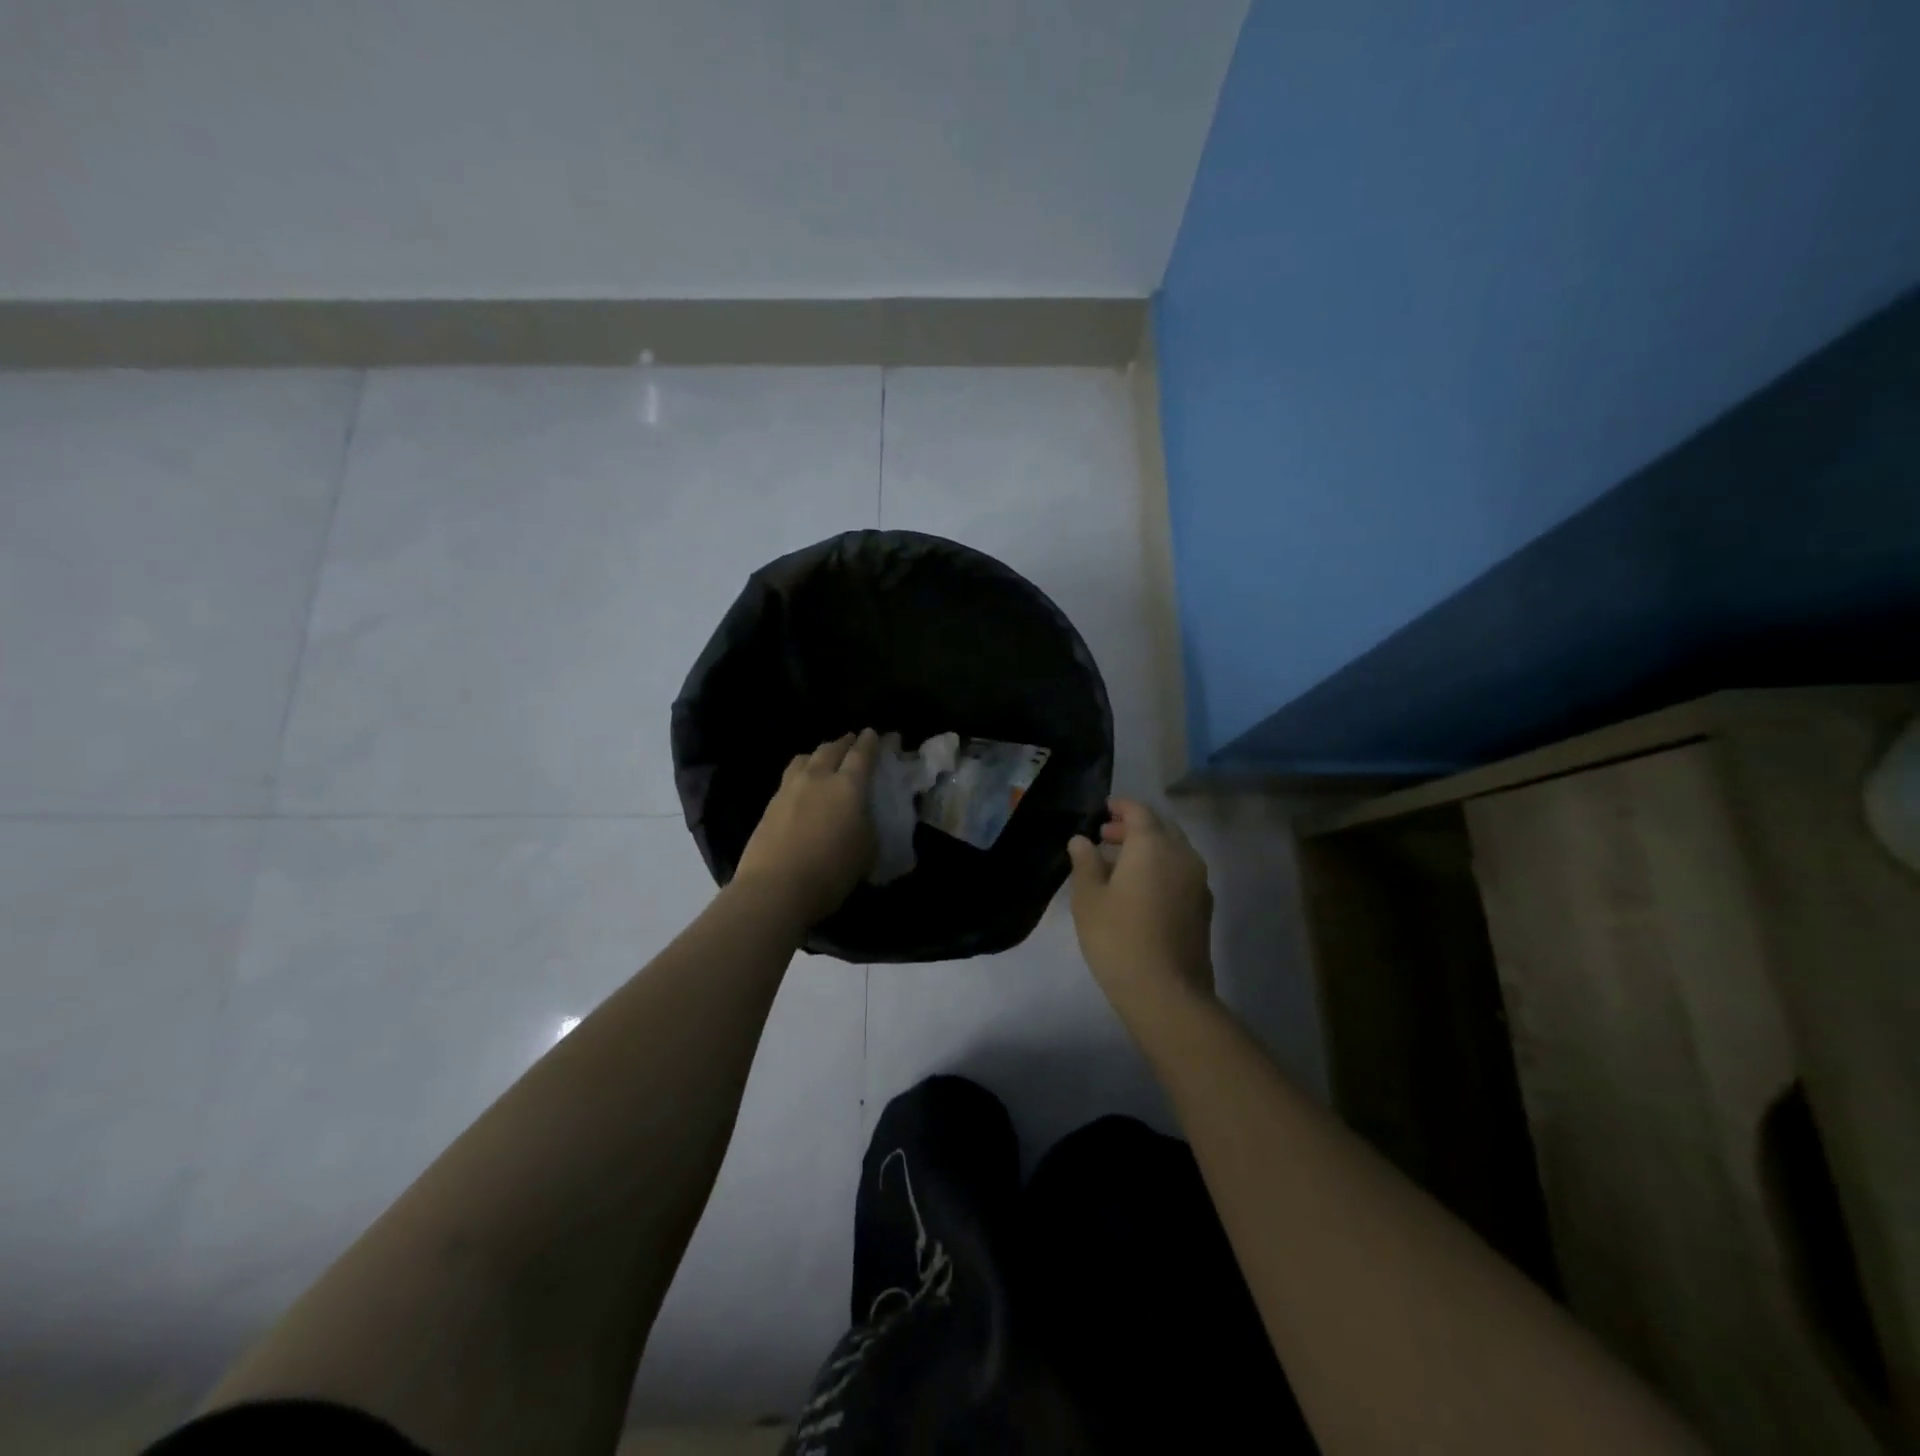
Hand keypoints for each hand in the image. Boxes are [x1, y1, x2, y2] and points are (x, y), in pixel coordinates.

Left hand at [733, 730, 878, 925]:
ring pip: (806, 758)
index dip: (870, 742)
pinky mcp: (770, 804)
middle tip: (852, 741)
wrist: (776, 888)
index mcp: (848, 785)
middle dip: (844, 742)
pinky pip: (790, 777)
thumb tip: (863, 816)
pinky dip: (801, 773)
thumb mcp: (867, 850)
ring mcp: (789, 788)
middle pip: (831, 749)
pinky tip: (803, 784)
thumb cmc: (832, 871)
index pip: (862, 754)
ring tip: (824, 758)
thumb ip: (868, 824)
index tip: (874, 733)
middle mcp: (818, 778)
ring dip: (819, 754)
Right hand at [1066, 797, 1214, 1018]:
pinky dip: (1160, 868)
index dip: (1120, 806)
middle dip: (1133, 827)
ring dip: (1147, 848)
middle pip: (1160, 828)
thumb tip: (1081, 840)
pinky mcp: (1203, 906)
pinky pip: (1180, 872)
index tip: (1102, 809)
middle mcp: (1182, 855)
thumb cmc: (1118, 938)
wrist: (1167, 992)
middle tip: (1104, 836)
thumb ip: (1085, 862)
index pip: (1139, 811)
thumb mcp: (1089, 898)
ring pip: (1173, 850)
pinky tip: (1138, 888)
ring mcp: (1198, 881)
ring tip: (1116, 864)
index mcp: (1154, 845)